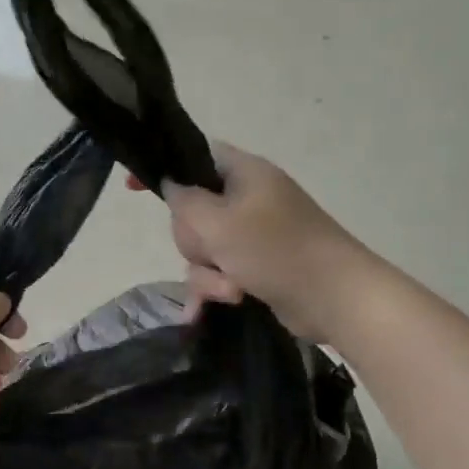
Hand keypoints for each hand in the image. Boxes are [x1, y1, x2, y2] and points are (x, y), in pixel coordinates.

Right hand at [128, 145, 367, 339]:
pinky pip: (218, 272)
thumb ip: (184, 200)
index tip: (131, 187)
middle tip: (213, 251)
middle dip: (194, 241)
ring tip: (231, 290)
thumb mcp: (219, 222)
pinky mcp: (256, 266)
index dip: (164, 169)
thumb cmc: (277, 250)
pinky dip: (215, 289)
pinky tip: (206, 312)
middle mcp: (247, 199)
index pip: (193, 156)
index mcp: (244, 173)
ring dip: (208, 274)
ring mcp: (252, 234)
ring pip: (202, 248)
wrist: (337, 299)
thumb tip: (170, 184)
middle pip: (191, 211)